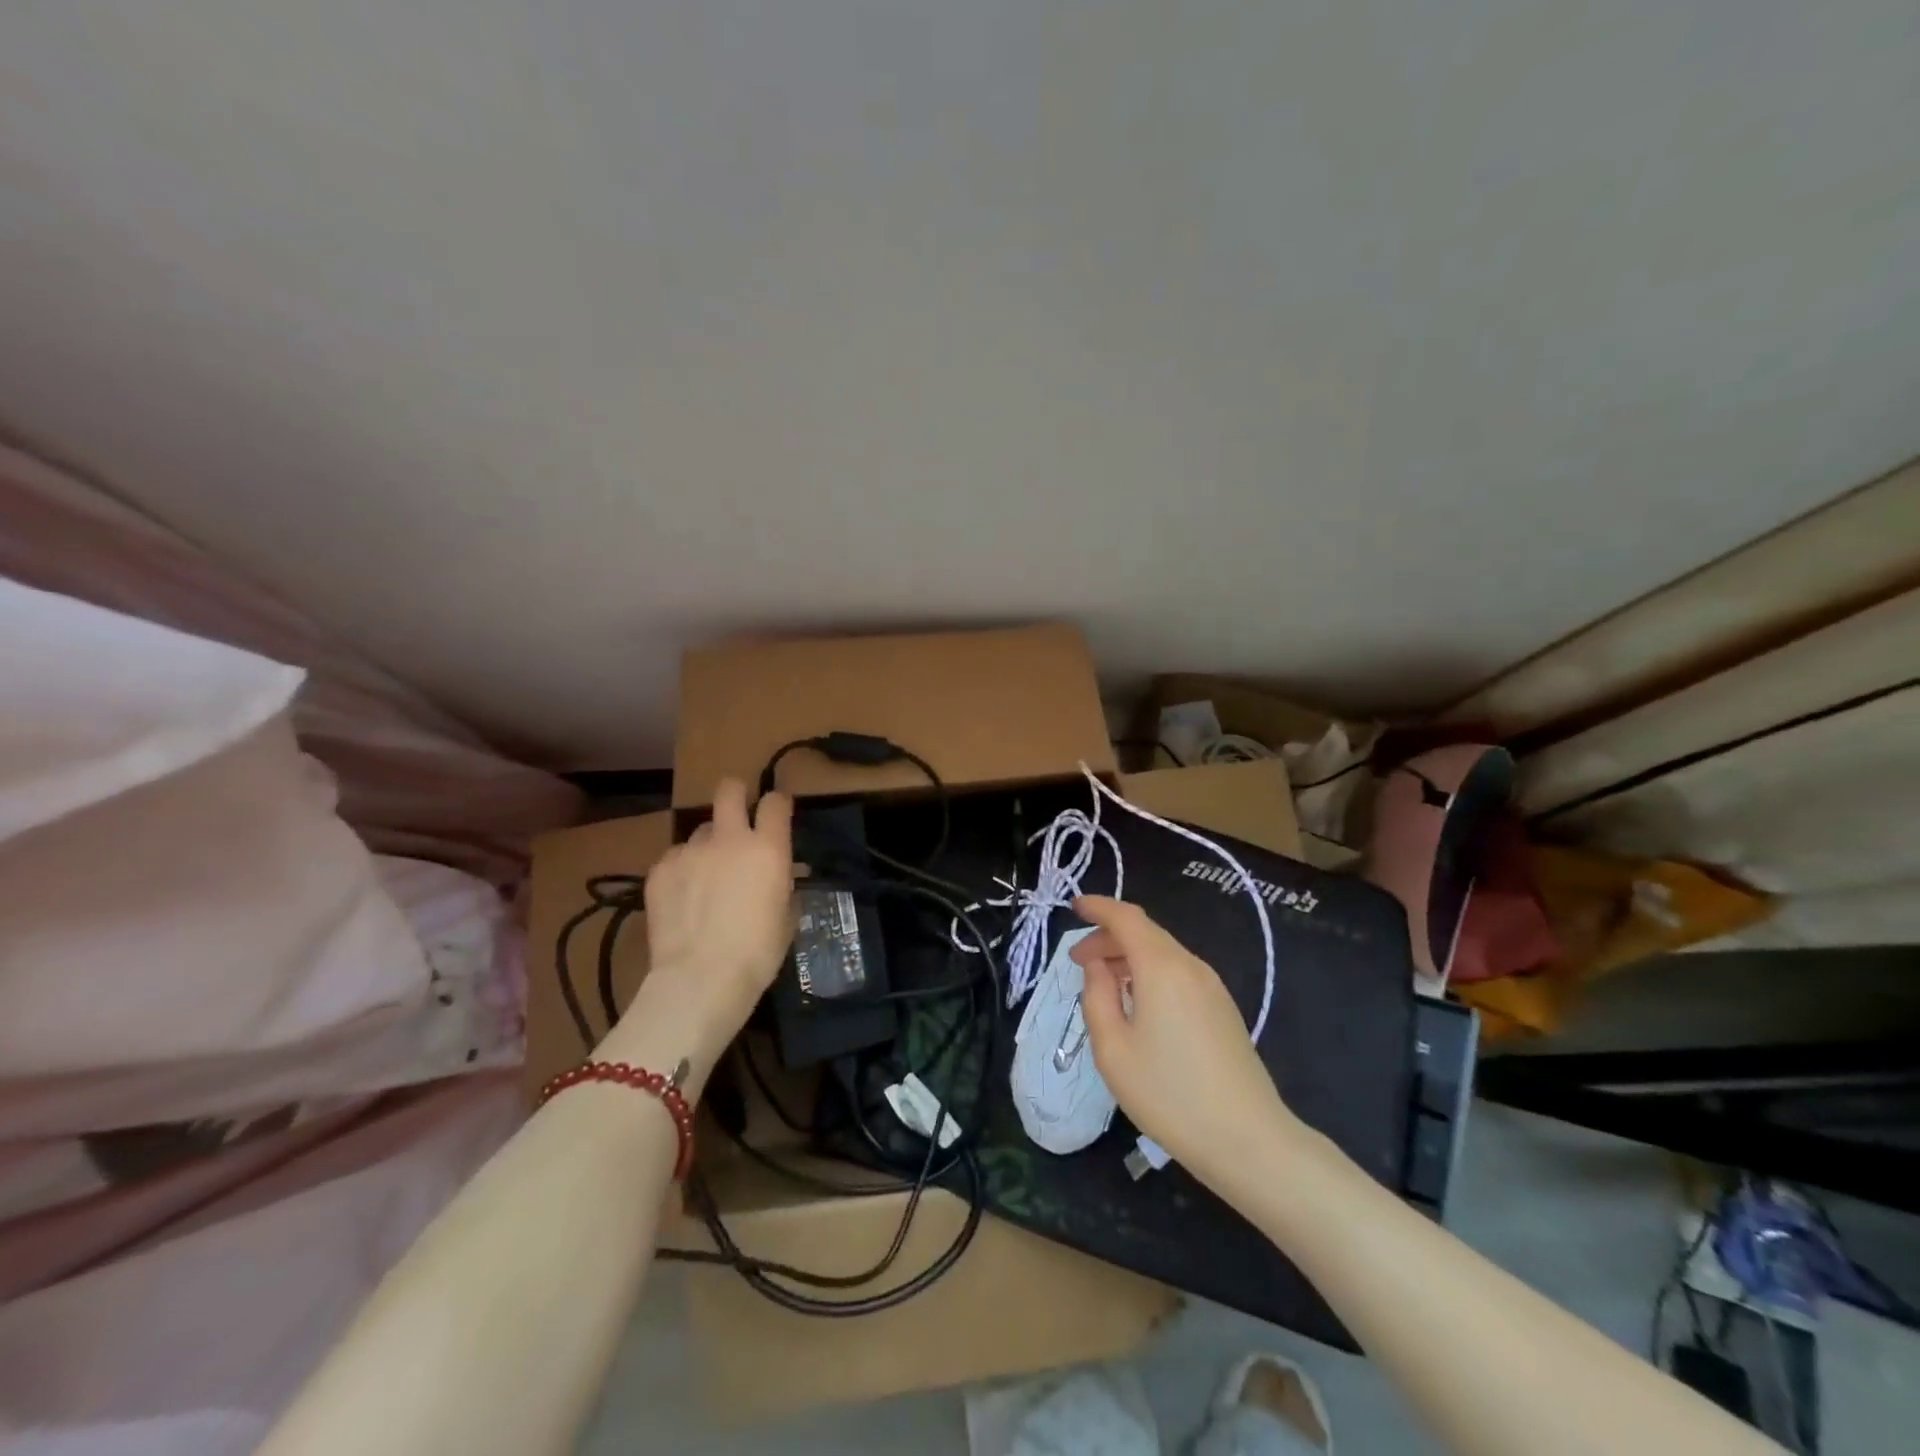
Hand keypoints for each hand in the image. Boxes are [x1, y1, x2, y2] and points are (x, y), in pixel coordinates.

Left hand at [600, 779, 793, 1092]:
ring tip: (706, 876)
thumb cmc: (757, 953)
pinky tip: (684, 898)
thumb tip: (780, 873)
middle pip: (729, 789)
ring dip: (708, 845)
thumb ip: (783, 884)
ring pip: (700, 830)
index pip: (775, 802)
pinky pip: (675, 857)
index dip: (777, 804)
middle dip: (736, 794)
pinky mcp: (660, 869)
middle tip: (738, 815)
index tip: (776, 813)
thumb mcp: (786, 917)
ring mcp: (690, 851)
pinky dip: (683, 870)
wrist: (700, 979)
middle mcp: (729, 839)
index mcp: (768, 848)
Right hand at [1071, 895, 1300, 1187]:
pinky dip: (1149, 973)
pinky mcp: (1223, 1008)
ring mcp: (1212, 987)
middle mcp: (1190, 966)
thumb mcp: (1113, 1050)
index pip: (1126, 918)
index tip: (1073, 907)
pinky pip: (1178, 973)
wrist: (1248, 1140)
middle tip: (1077, 961)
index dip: (1098, 907)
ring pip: (1162, 953)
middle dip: (1108, 938)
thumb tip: (1097, 966)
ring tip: (1102, 984)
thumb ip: (1096, 997)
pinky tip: (1136, 1004)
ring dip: (1128, 957)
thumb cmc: (1170, 1094)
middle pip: (1145, 933)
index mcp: (1162, 968)